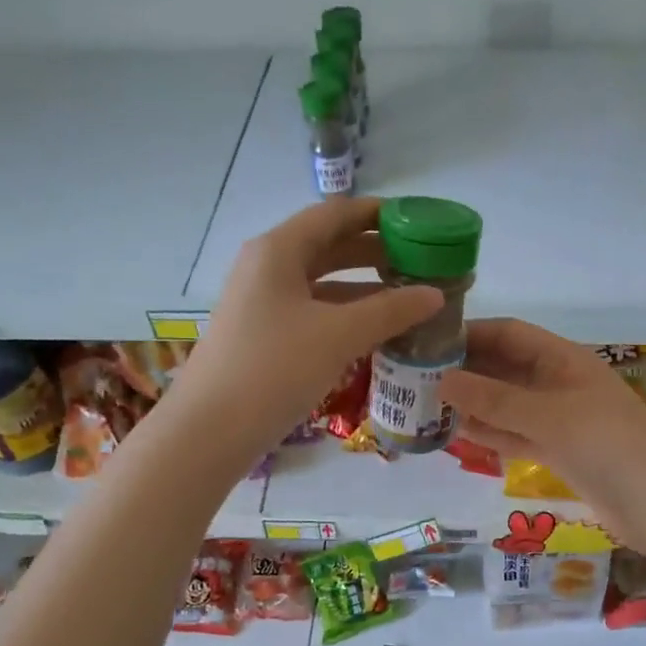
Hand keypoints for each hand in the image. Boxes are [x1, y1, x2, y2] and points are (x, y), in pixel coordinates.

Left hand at [177, 198, 442, 457]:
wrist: (210, 431)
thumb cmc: (273, 369)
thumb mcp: (338, 336)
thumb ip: (390, 310)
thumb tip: (435, 294)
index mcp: (279, 250)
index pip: (337, 214)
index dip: (380, 214)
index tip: (422, 224)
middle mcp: (268, 267)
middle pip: (330, 246)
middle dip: (378, 253)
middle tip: (424, 264)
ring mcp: (263, 303)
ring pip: (323, 284)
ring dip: (365, 288)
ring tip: (410, 298)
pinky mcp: (264, 336)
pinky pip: (314, 313)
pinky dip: (347, 316)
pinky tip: (377, 332)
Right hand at [440, 320, 645, 539]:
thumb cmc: (608, 446)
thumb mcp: (548, 417)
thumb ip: (495, 400)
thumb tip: (442, 380)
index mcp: (563, 360)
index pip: (509, 334)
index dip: (471, 333)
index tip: (428, 341)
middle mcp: (558, 383)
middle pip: (504, 368)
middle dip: (465, 371)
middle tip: (415, 378)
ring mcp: (558, 419)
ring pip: (506, 405)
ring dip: (471, 405)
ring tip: (425, 406)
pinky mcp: (558, 452)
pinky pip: (515, 435)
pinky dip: (489, 433)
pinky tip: (455, 434)